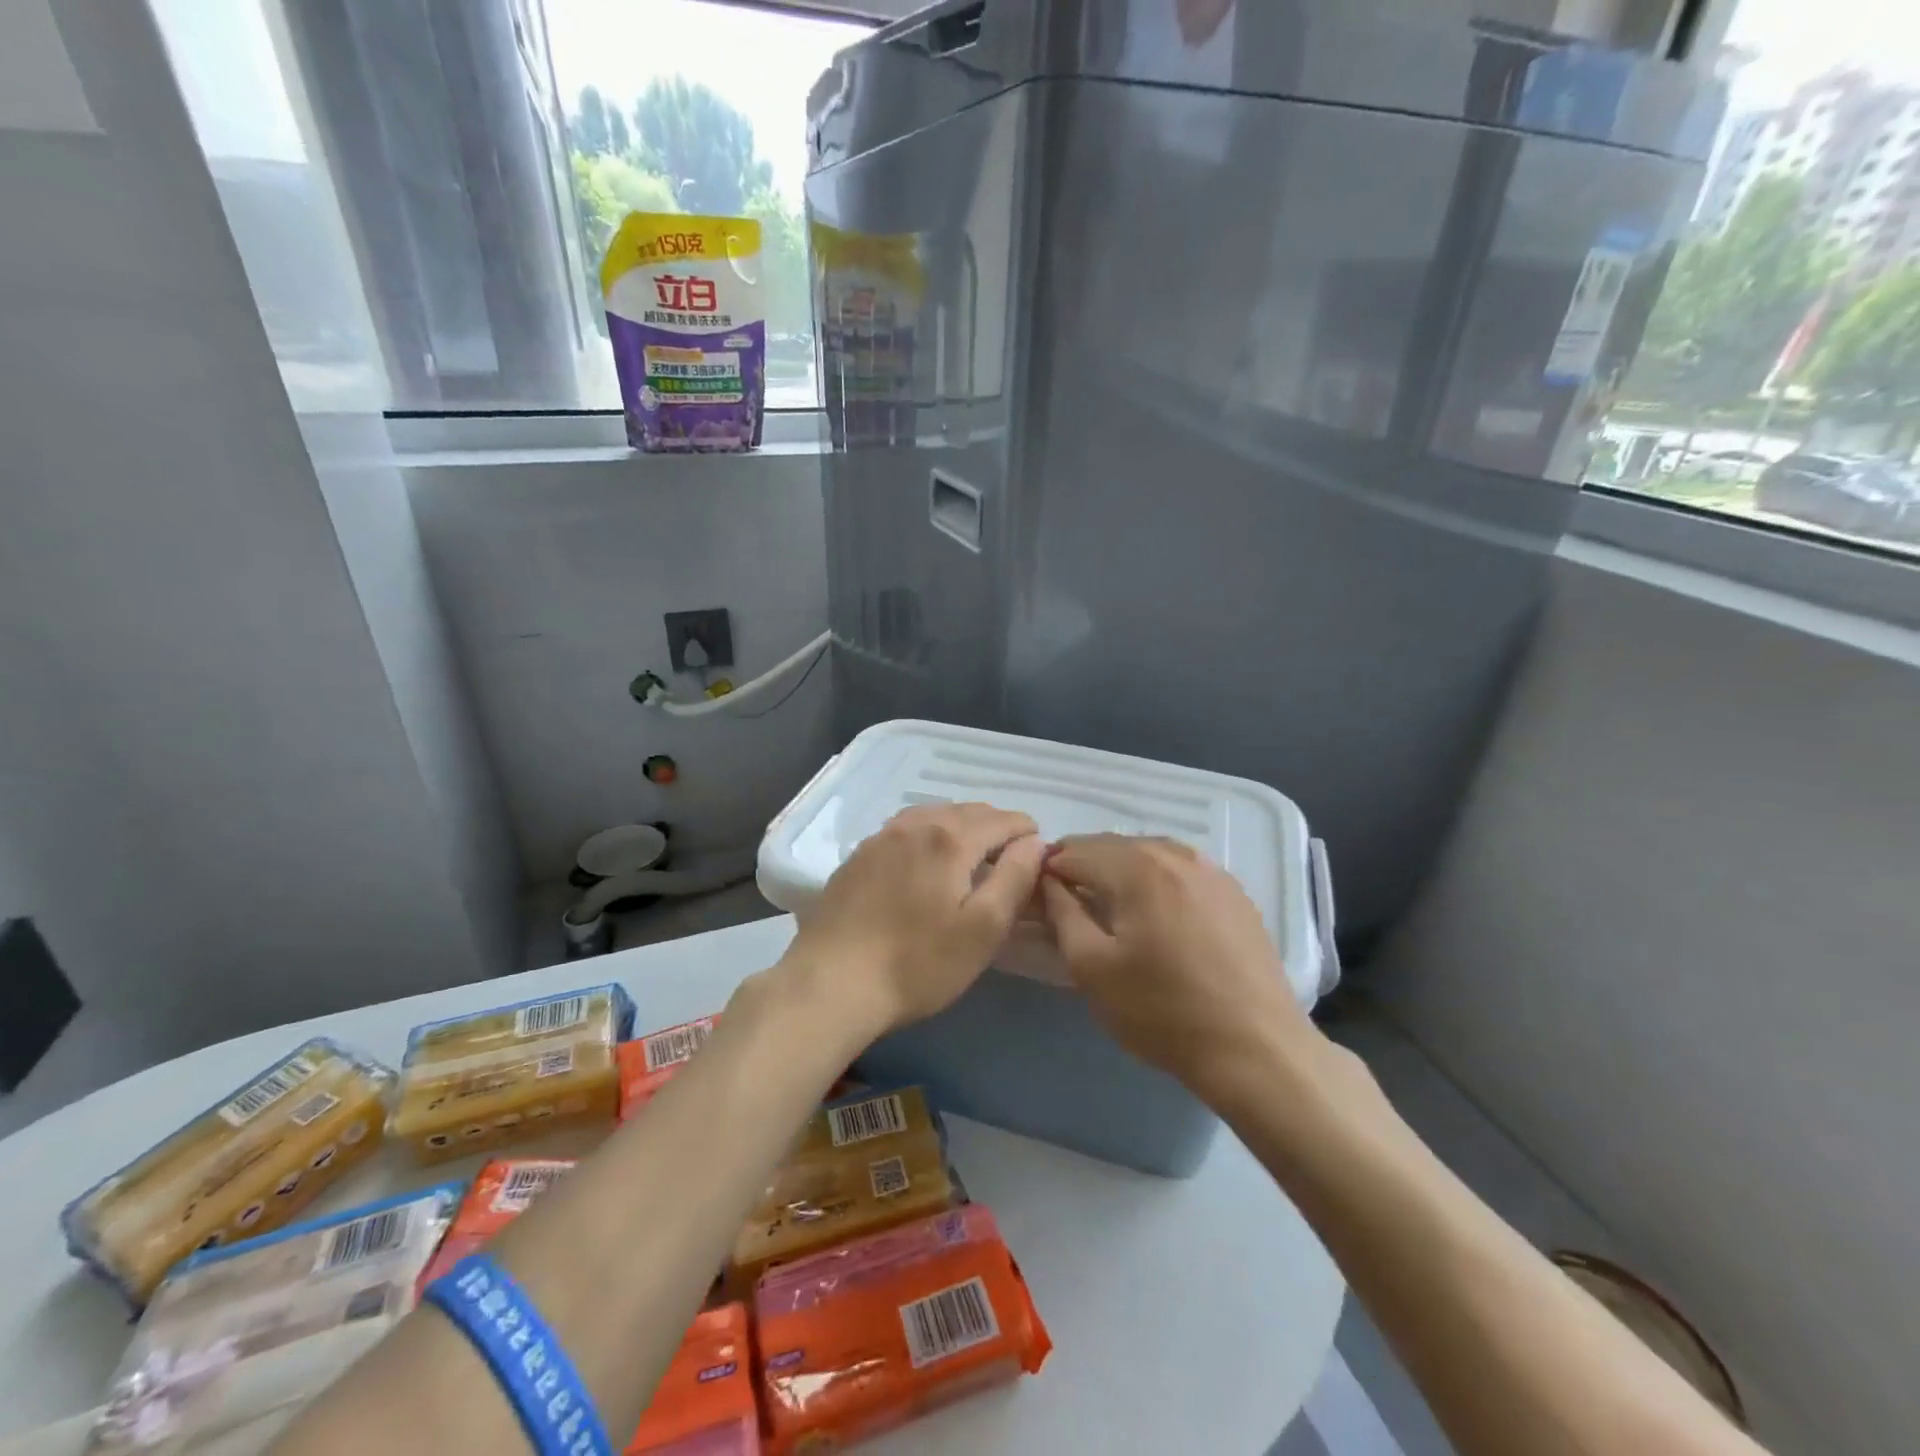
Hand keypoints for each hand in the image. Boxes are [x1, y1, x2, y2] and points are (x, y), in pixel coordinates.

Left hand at [785, 803, 1045, 1038]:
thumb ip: (1014, 879)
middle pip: (967, 811)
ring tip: (972, 852)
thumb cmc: (917, 964)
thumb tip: (1034, 842)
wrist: (830, 983)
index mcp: (950, 839)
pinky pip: (905, 828)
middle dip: (995, 825)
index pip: (1001, 819)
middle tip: (1009, 854)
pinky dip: (928, 833)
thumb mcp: (982, 930)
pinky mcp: (858, 856)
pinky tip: (925, 858)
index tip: (1037, 851)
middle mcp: (915, 825)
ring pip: (933, 815)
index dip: (1025, 831)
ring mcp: (881, 837)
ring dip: (960, 826)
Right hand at [1041, 835, 1322, 1099]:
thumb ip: (1062, 913)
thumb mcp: (1092, 968)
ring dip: (1119, 870)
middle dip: (1083, 866)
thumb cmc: (1162, 1011)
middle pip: (1112, 846)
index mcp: (1137, 867)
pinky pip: (1180, 869)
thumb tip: (1049, 881)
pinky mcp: (1234, 892)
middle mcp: (1175, 854)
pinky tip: (1155, 913)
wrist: (1256, 1049)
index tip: (1037, 897)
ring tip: (1109, 908)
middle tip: (1068, 904)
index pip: (1075, 850)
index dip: (1049, 870)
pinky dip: (1155, 879)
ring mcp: (1211, 870)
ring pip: (1148, 853)